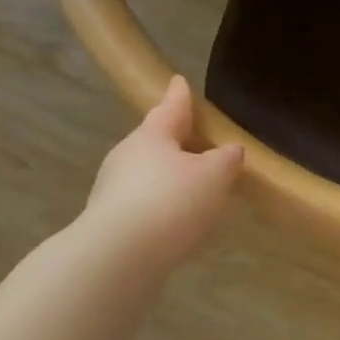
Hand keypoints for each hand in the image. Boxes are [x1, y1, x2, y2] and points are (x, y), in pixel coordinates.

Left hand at [82, 76, 243, 277]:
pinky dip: (162, 206)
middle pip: (156, 141)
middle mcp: (127, 156)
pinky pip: (143, 204)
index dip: (180, 95)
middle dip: (176, 141)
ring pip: (148, 174)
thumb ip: (225, 159)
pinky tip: (179, 222)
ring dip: (170, 177)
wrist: (117, 259)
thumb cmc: (171, 202)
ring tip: (196, 189)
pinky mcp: (110, 222)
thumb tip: (229, 150)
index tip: (180, 81)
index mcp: (152, 135)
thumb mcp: (213, 176)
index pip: (171, 107)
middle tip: (199, 142)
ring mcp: (113, 190)